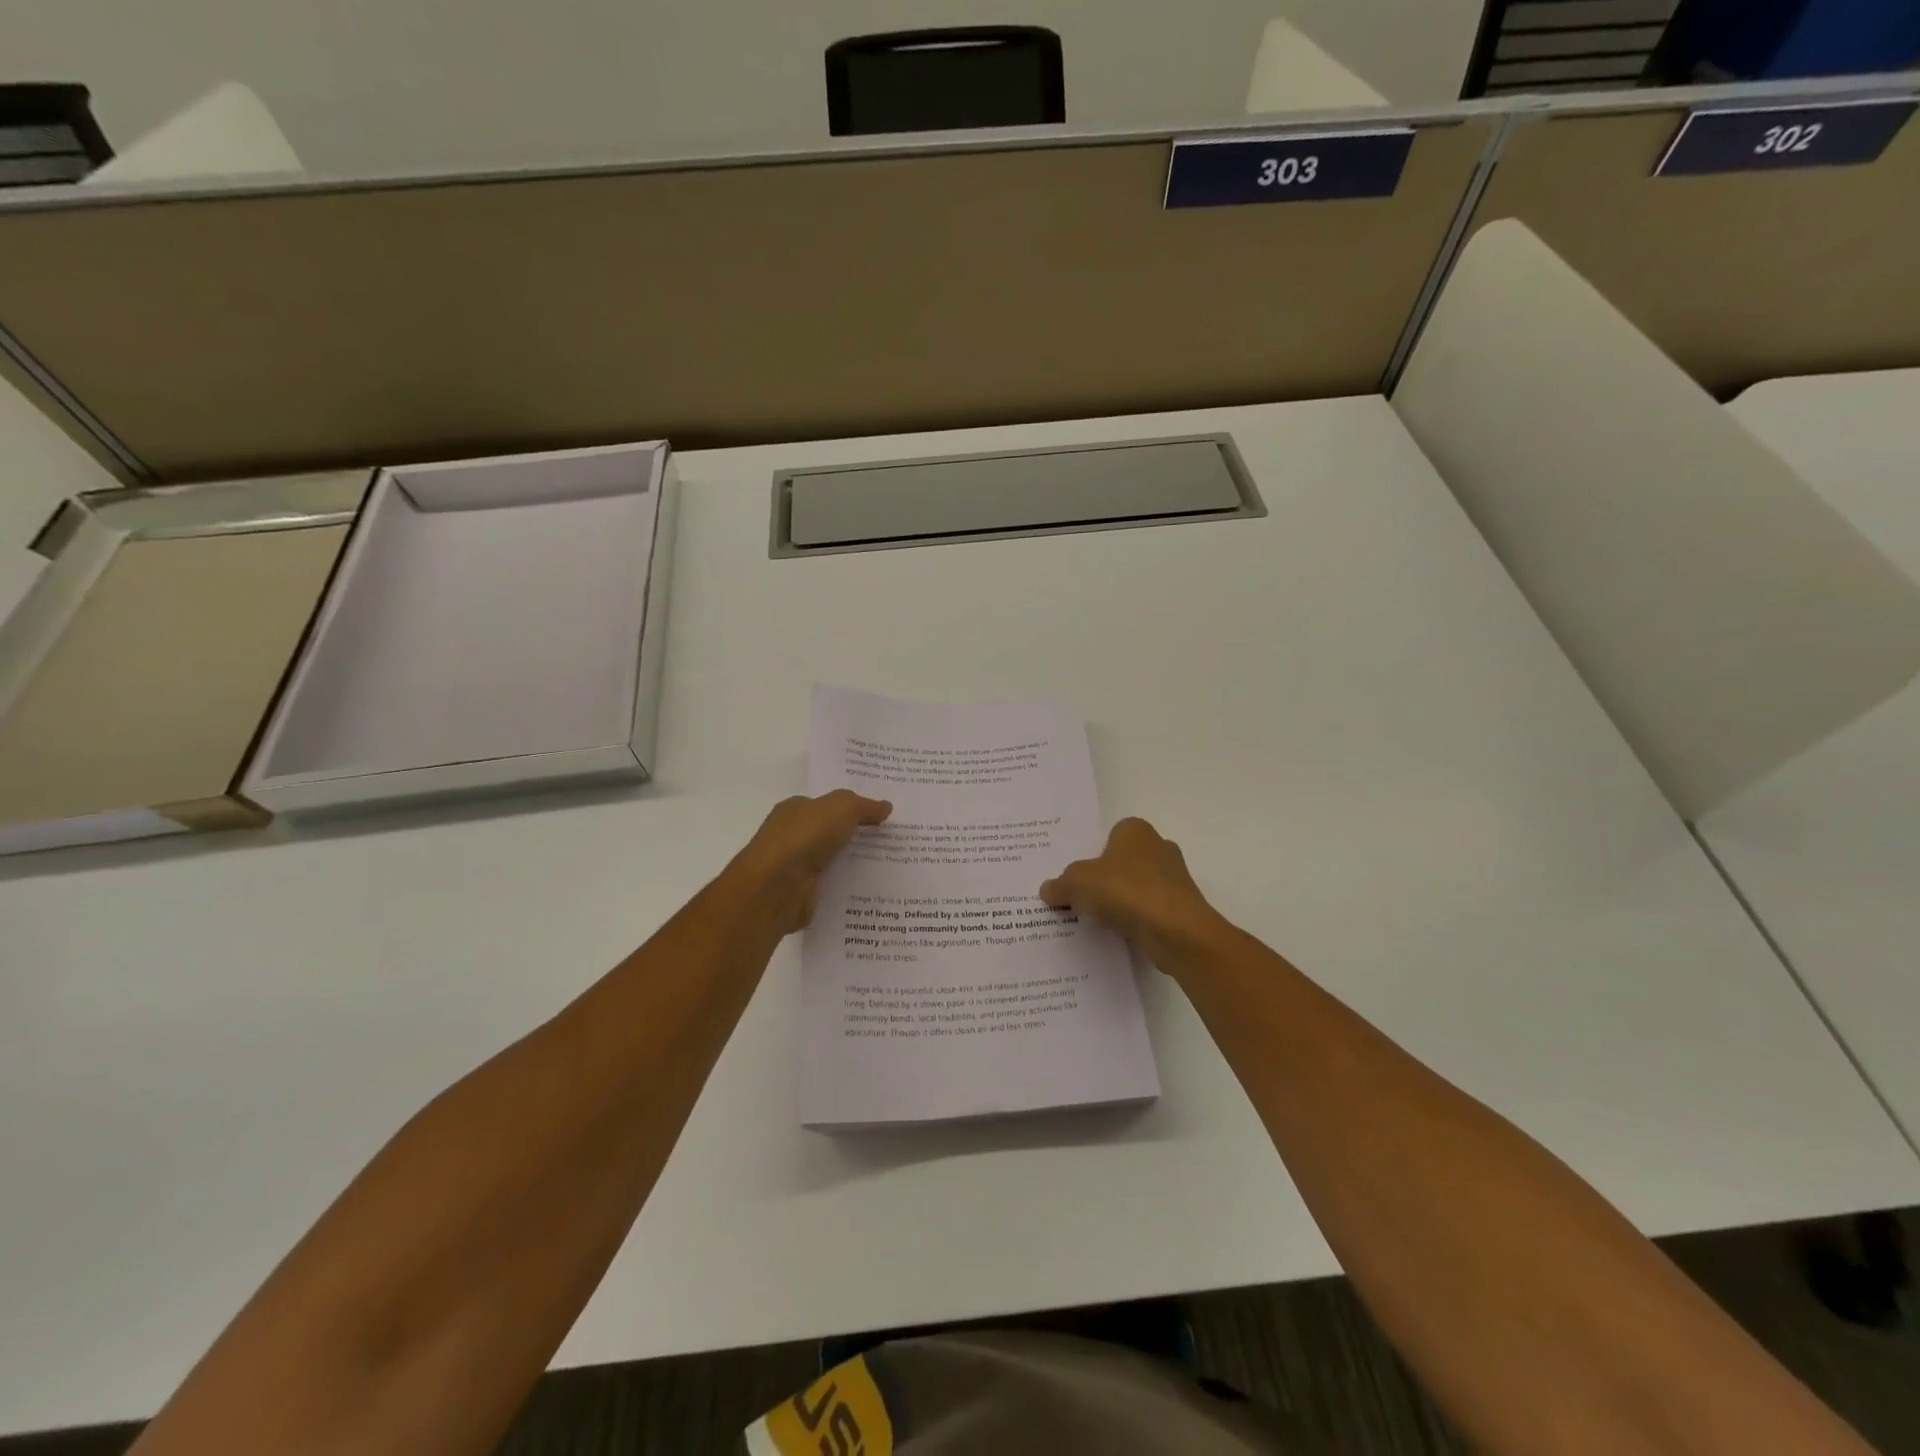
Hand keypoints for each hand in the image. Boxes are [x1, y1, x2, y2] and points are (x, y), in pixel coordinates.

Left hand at [730, 790, 891, 934]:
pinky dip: (848, 889)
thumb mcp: (842, 808)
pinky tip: (873, 890)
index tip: (881, 815)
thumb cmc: (805, 837)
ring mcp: (795, 868)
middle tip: (893, 841)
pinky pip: (832, 888)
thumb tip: (886, 807)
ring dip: (855, 864)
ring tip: (892, 867)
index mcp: (795, 810)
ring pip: (833, 862)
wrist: (777, 887)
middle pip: (831, 834)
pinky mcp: (802, 896)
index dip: (852, 808)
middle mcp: (792, 837)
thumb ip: (864, 806)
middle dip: (857, 837)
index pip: (826, 806)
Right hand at [1039, 817, 1226, 971]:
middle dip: (1105, 878)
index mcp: (1135, 830)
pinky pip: (1149, 911)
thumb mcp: (1077, 883)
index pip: (1110, 836)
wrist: (1175, 930)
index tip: (1076, 876)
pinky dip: (1135, 920)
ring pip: (1137, 887)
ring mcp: (1174, 879)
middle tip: (1080, 897)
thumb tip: (1048, 889)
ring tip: (1095, 920)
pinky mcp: (1181, 908)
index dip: (1092, 854)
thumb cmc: (1125, 890)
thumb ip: (1060, 885)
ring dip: (1120, 901)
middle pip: (1123, 862)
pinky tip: (1117, 933)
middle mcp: (1159, 847)